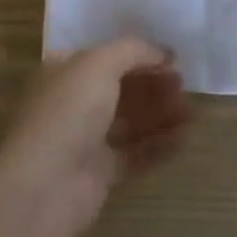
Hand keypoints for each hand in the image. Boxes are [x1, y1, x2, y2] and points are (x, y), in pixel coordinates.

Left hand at [0, 38, 190, 236]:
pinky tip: (184, 138)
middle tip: (184, 84)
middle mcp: (73, 102)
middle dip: (152, 84)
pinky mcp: (100, 173)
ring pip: (130, 122)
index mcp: (64, 71)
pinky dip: (159, 145)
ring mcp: (86, 139)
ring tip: (191, 112)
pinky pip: (135, 154)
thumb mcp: (98, 63)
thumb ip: (133, 50)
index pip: (106, 56)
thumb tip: (163, 52)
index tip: (173, 58)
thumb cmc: (68, 112)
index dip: (139, 54)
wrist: (44, 186)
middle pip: (120, 89)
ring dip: (160, 114)